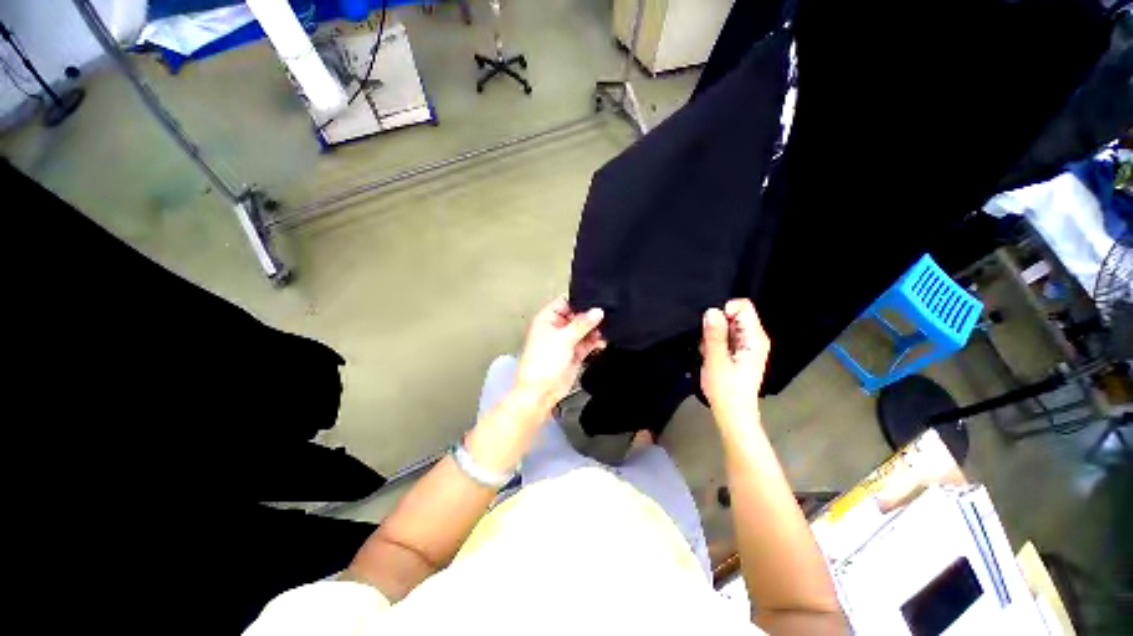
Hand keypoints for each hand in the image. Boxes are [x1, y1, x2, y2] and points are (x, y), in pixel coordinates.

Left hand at [514, 296, 605, 412]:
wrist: (541, 391)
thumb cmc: (542, 362)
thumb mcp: (564, 338)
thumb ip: (582, 323)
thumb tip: (597, 311)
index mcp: (547, 319)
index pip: (565, 302)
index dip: (579, 301)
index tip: (596, 301)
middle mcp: (556, 328)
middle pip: (577, 316)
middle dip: (590, 317)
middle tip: (605, 316)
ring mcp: (565, 342)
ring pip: (584, 330)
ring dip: (594, 330)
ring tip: (605, 330)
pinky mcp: (574, 354)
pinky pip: (587, 344)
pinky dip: (595, 342)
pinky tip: (602, 342)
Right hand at [701, 299, 770, 427]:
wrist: (732, 413)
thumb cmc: (726, 390)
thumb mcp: (716, 361)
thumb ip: (714, 335)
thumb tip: (712, 311)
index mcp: (755, 338)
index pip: (743, 306)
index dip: (724, 311)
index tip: (712, 327)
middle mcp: (754, 338)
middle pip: (734, 315)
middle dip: (716, 325)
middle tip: (709, 344)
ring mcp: (747, 345)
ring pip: (726, 326)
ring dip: (713, 336)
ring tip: (710, 353)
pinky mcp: (739, 352)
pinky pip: (724, 337)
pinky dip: (714, 343)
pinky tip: (712, 357)